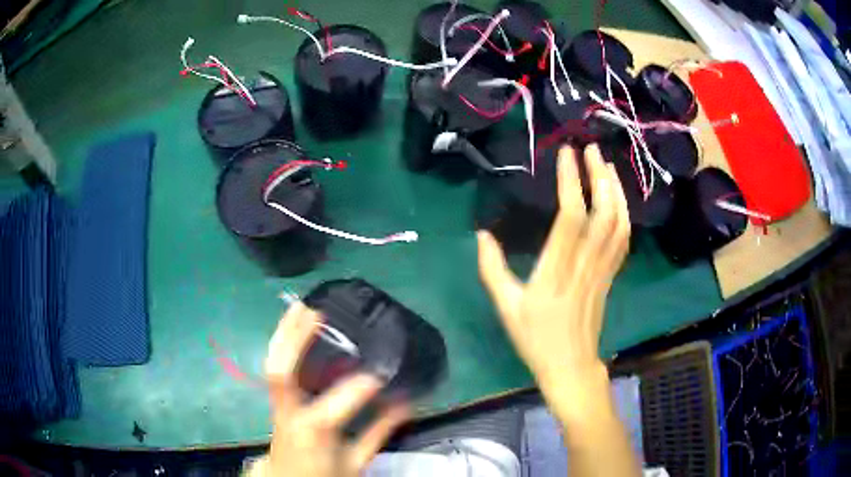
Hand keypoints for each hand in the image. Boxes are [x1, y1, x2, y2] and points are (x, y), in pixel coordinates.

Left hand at [248, 302, 408, 476]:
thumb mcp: (356, 461)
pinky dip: (281, 344)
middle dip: (295, 340)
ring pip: (272, 364)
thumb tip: (407, 404)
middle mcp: (290, 414)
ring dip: (284, 334)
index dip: (360, 387)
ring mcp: (277, 405)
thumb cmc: (323, 474)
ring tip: (299, 307)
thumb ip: (380, 432)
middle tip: (316, 313)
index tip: (381, 375)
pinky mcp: (275, 400)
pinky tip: (291, 326)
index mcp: (315, 432)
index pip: (337, 404)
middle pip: (281, 372)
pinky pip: (275, 367)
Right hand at [476, 145, 629, 416]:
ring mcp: (602, 272)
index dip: (571, 182)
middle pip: (602, 214)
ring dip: (615, 191)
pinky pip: (623, 241)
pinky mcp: (611, 277)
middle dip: (600, 177)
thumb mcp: (506, 308)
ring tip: (607, 166)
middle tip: (593, 149)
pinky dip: (624, 214)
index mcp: (555, 273)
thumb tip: (482, 234)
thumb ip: (492, 270)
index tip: (567, 154)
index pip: (570, 218)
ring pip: (618, 225)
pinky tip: (618, 199)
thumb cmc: (535, 339)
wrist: (570, 366)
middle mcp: (584, 266)